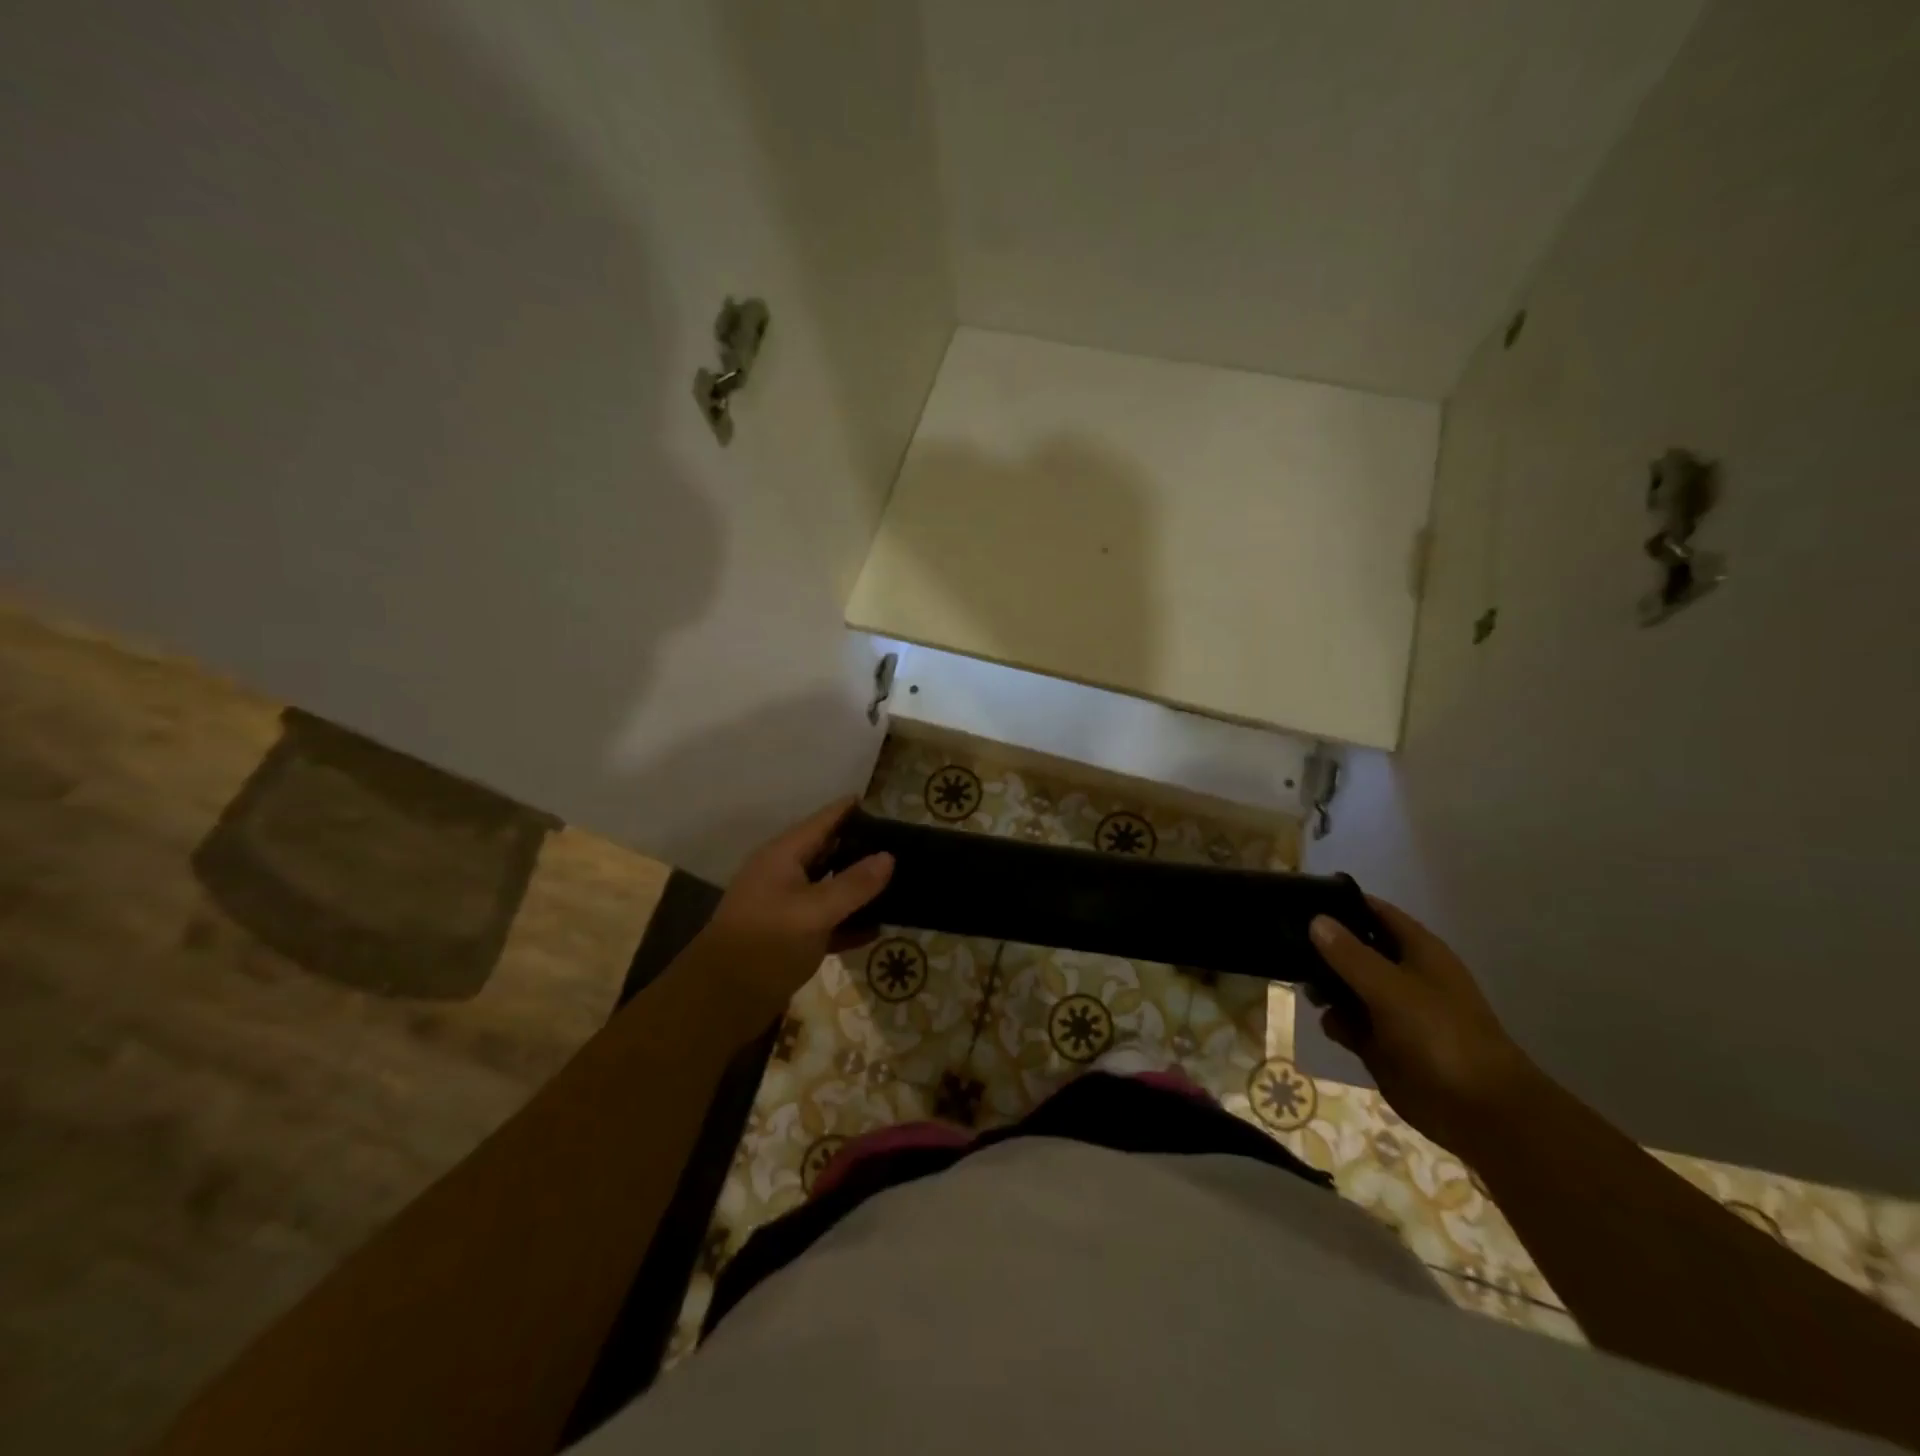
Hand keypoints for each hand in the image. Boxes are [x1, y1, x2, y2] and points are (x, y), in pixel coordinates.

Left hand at [686, 798, 893, 1030]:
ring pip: (829, 888)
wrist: (719, 1002)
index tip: (884, 805)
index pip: (823, 821)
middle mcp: (783, 875)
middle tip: (901, 846)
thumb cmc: (765, 944)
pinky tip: (878, 929)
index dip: (850, 810)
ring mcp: (785, 907)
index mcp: (783, 856)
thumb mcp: (814, 912)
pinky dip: (849, 923)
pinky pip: (827, 921)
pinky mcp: (789, 938)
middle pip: (827, 851)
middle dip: (860, 847)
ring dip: (858, 887)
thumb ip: (852, 884)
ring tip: (898, 883)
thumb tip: (888, 856)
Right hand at [1308, 899, 1543, 1157]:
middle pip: (1355, 948)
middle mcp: (1403, 974)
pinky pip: (1349, 1022)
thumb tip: (1316, 920)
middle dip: (1323, 948)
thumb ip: (1350, 954)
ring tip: (1309, 991)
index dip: (1342, 902)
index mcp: (1418, 951)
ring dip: (1325, 987)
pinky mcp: (1382, 1043)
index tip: (1300, 898)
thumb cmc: (1441, 1035)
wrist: (1478, 1111)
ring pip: (1346, 986)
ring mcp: (1392, 1010)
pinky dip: (1337, 1022)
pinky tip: (1332, 1026)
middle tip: (1287, 945)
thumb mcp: (1391, 988)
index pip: (1375, 912)